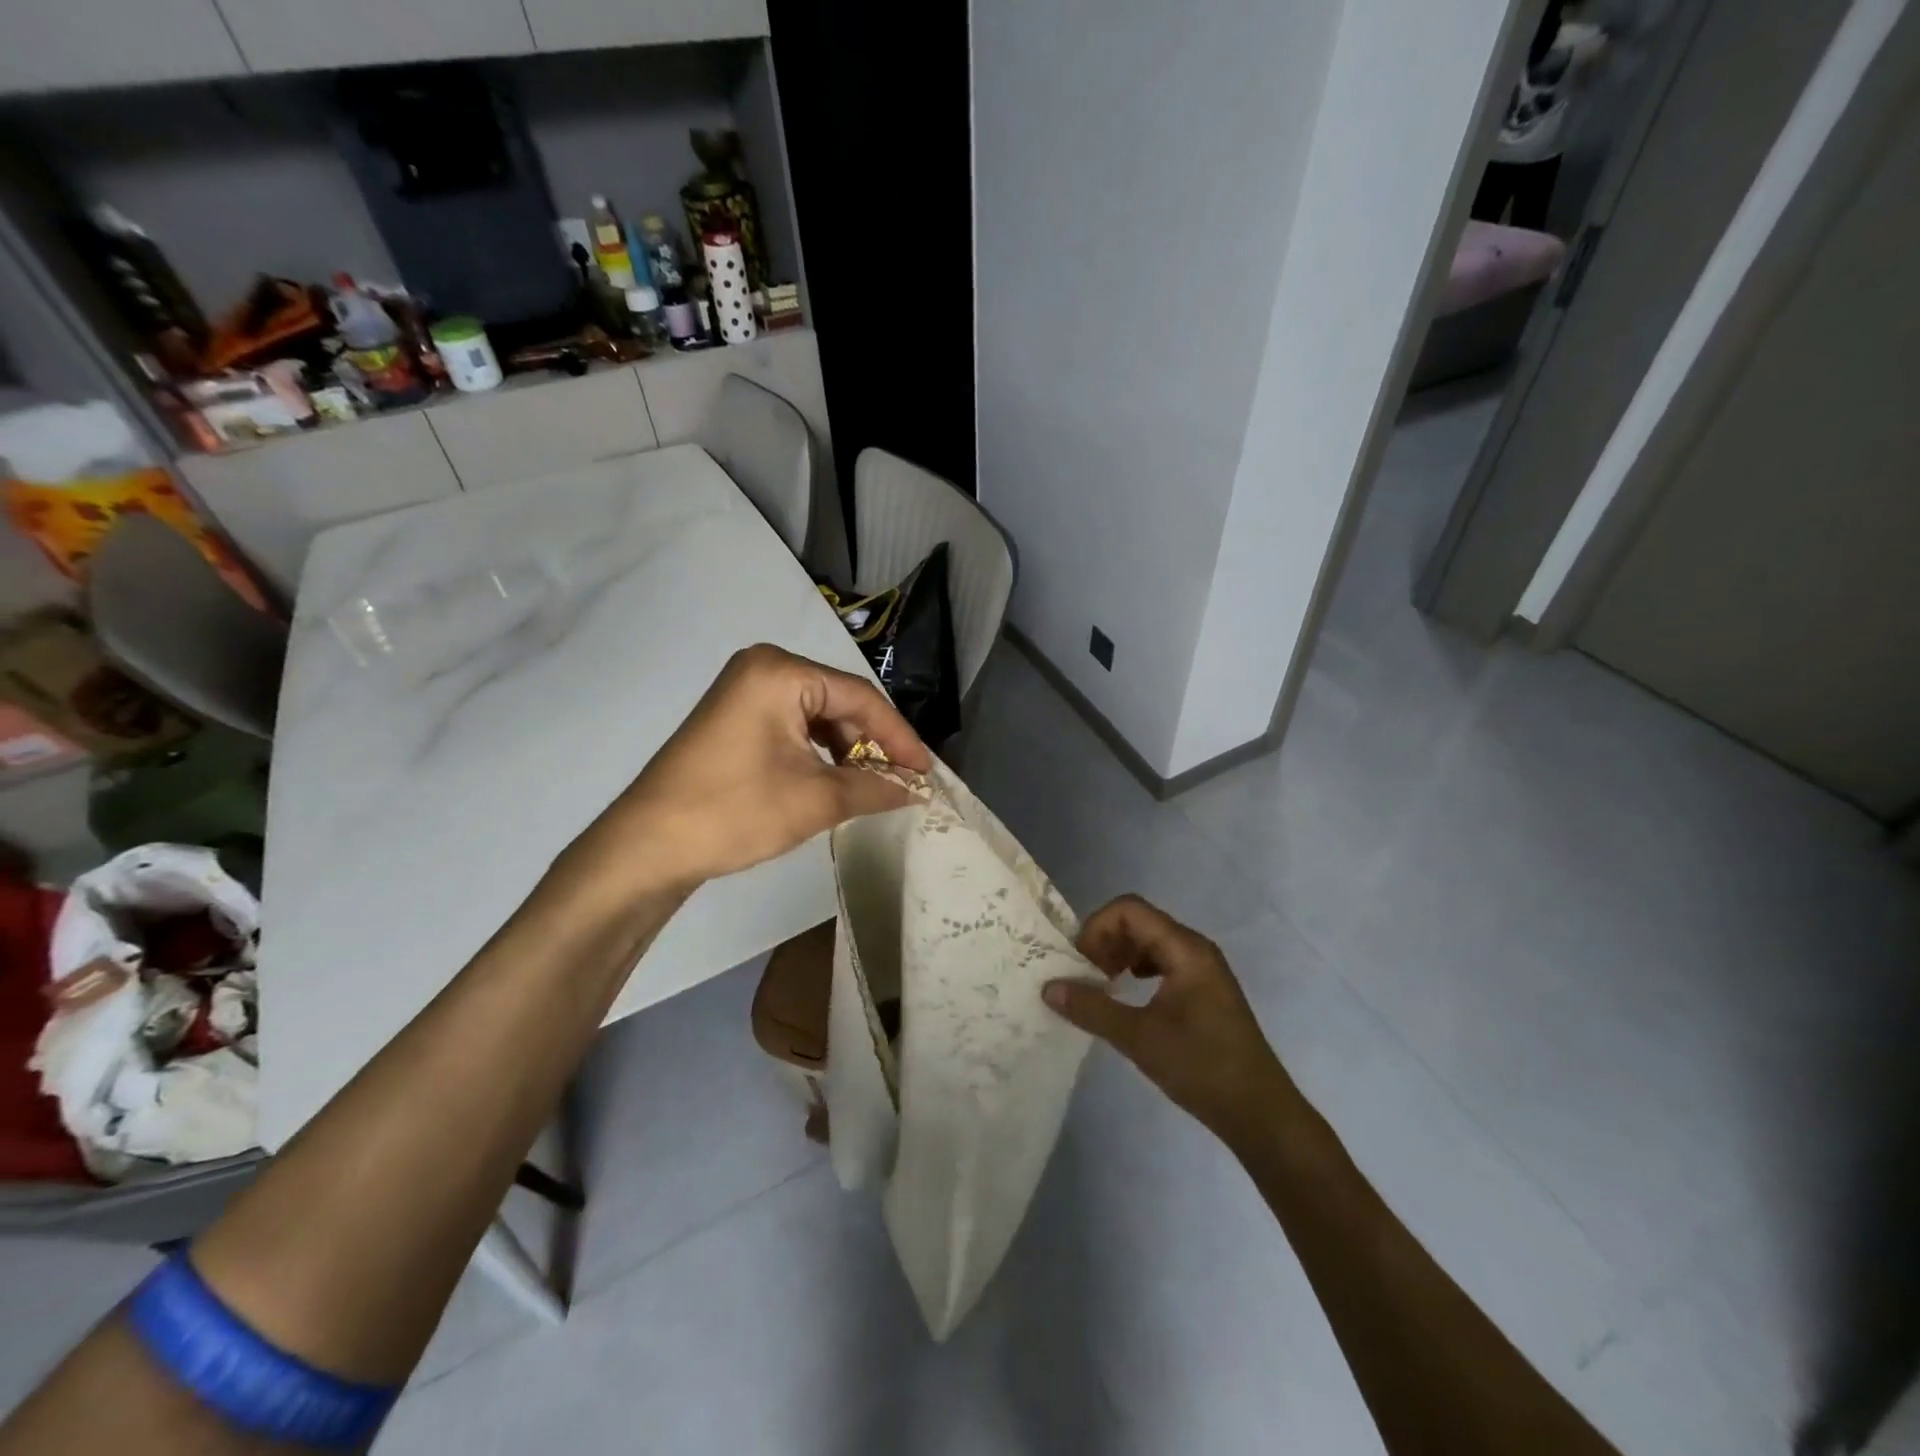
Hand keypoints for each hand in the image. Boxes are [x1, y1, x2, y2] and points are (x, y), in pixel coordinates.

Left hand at [568, 644, 929, 896]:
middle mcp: (763, 667)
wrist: (648, 847)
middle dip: (873, 744)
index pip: (860, 697)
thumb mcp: (816, 800)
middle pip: (839, 702)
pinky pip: (793, 725)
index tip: (926, 773)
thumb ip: (874, 788)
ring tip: (873, 786)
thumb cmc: (735, 812)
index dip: (899, 737)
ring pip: (818, 715)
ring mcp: (744, 690)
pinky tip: (837, 779)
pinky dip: (820, 752)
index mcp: (781, 671)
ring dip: (848, 750)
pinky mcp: (734, 716)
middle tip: (902, 782)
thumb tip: (916, 789)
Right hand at [1044, 894, 1294, 1145]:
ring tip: (1100, 986)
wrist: (1259, 1113)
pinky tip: (1126, 996)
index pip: (1129, 910)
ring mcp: (1201, 969)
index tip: (1078, 962)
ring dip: (1118, 955)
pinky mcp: (1202, 990)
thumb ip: (1092, 1008)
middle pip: (1138, 921)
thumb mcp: (1139, 1038)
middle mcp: (1194, 949)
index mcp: (1184, 949)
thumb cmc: (1201, 1067)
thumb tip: (1049, 987)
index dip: (1097, 927)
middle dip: (1104, 941)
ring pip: (1149, 942)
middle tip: (1083, 976)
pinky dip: (1136, 970)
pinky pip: (1161, 962)